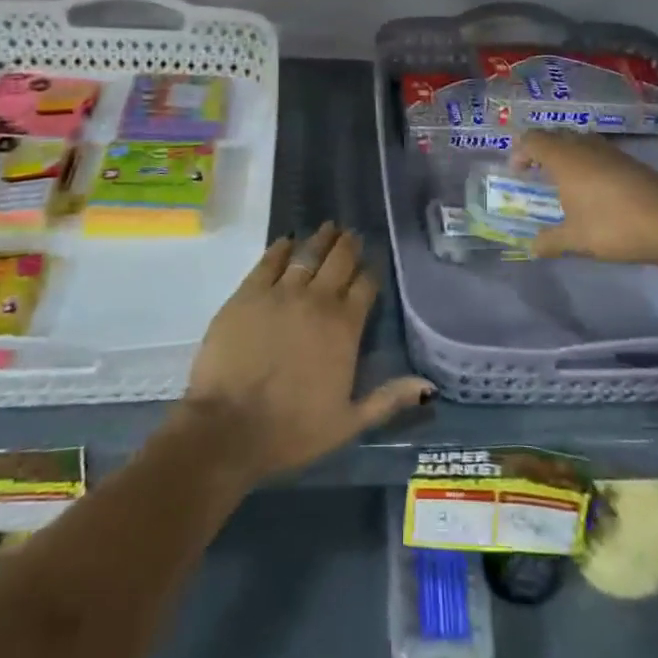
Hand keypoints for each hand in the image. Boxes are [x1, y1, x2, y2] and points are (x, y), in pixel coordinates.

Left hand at [181, 224, 433, 483]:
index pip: (365, 286)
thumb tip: (428, 385)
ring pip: (307, 254)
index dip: (370, 272)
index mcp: (345, 328)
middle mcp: (317, 301)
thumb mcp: (348, 423)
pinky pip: (269, 261)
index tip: (373, 262)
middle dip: (348, 246)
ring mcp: (281, 293)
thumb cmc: (292, 430)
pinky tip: (286, 240)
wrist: (229, 427)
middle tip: (352, 234)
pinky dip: (280, 248)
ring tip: (328, 227)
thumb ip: (388, 399)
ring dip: (320, 239)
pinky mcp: (248, 293)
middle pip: (339, 261)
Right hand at [510, 129, 657, 264]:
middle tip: (535, 171)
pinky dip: (586, 161)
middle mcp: (584, 147)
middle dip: (541, 149)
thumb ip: (550, 241)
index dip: (520, 151)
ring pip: (578, 140)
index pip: (533, 140)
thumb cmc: (613, 226)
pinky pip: (597, 151)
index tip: (517, 172)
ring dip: (565, 153)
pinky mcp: (628, 160)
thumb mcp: (576, 239)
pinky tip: (592, 186)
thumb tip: (532, 247)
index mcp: (564, 159)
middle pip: (555, 135)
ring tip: (562, 179)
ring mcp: (609, 151)